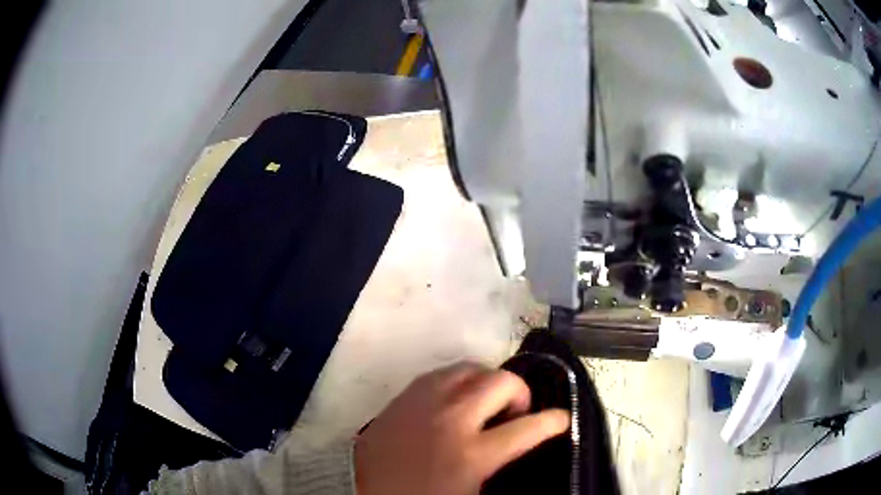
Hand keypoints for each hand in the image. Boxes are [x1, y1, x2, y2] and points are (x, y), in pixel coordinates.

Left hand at [354, 362, 569, 494]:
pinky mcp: (407, 393)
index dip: (552, 422)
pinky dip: (462, 379)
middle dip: (521, 393)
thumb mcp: (468, 492)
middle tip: (515, 413)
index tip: (561, 419)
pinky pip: (445, 371)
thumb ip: (497, 467)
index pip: (527, 429)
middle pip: (502, 383)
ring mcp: (427, 401)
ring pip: (473, 368)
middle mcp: (453, 419)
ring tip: (488, 402)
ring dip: (490, 381)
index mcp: (472, 454)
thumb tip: (516, 447)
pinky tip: (459, 397)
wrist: (361, 486)